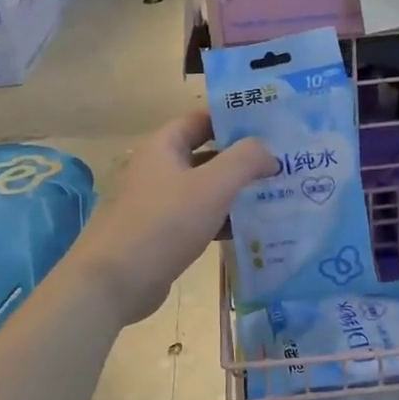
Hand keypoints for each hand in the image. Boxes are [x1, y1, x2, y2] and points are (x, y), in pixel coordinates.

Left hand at [67, 109, 276, 327]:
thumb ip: (245, 161)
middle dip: (242, 158)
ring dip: (236, 191)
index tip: (272, 125)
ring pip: (205, 188)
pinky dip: (223, 220)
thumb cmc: (164, 223)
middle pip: (207, 153)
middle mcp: (159, 168)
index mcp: (164, 146)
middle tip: (283, 162)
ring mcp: (159, 202)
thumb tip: (269, 152)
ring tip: (277, 194)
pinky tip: (252, 230)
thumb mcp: (212, 186)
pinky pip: (199, 217)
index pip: (203, 119)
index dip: (236, 119)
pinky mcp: (163, 233)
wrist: (114, 281)